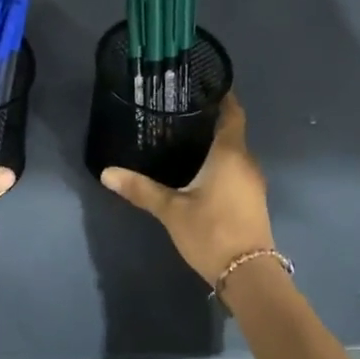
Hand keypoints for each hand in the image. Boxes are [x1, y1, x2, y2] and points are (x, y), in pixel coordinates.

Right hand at [101, 92, 274, 286]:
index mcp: (229, 153)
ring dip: (214, 144)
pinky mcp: (252, 200)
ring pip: (233, 152)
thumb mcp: (171, 210)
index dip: (222, 96)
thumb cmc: (211, 232)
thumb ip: (140, 189)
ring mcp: (252, 182)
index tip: (203, 84)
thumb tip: (107, 173)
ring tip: (183, 138)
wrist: (248, 274)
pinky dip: (219, 163)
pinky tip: (198, 170)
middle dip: (209, 120)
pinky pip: (235, 170)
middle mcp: (246, 162)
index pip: (232, 113)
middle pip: (231, 132)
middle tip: (178, 112)